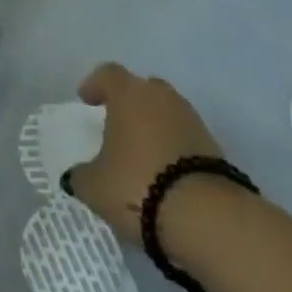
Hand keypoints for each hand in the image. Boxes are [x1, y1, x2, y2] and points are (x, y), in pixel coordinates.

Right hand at [67, 62, 224, 245]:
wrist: (207, 217)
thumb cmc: (137, 186)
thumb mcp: (95, 187)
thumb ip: (81, 176)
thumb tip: (76, 175)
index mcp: (127, 94)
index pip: (108, 74)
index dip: (95, 84)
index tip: (87, 100)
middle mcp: (160, 97)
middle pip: (142, 89)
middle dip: (129, 103)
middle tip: (117, 125)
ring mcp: (191, 120)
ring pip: (167, 112)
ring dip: (154, 126)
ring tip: (143, 155)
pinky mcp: (215, 148)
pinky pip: (185, 138)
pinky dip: (174, 149)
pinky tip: (167, 174)